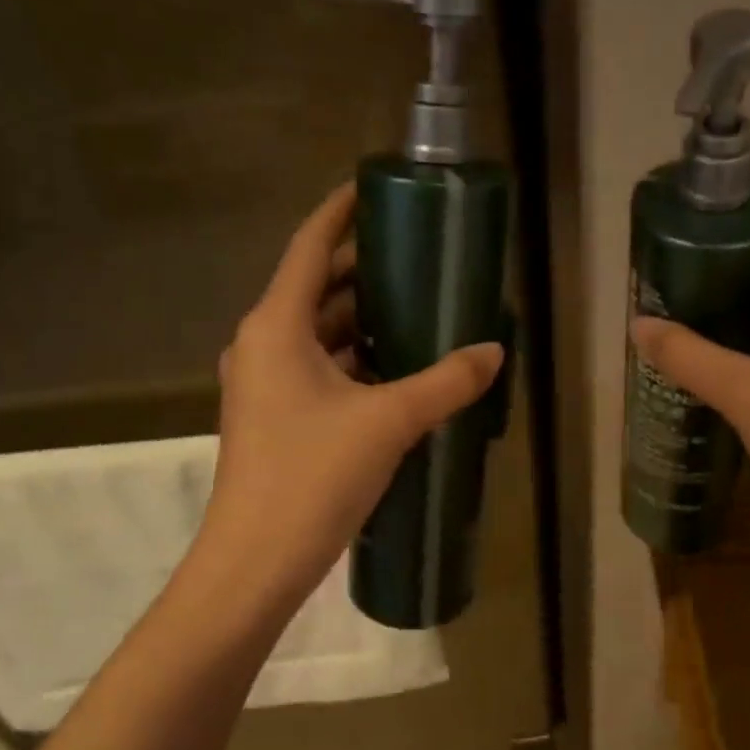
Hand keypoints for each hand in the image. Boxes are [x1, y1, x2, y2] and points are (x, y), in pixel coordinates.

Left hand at [193, 182, 503, 606]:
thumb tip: (494, 352)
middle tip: (419, 255)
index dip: (340, 211)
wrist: (255, 562)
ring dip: (364, 319)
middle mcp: (263, 343)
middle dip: (365, 269)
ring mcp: (265, 383)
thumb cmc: (312, 477)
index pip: (310, 246)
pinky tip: (399, 369)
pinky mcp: (276, 416)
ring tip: (419, 308)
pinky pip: (320, 368)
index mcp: (277, 326)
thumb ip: (445, 382)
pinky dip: (356, 359)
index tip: (373, 187)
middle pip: (318, 287)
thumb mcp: (389, 422)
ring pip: (320, 331)